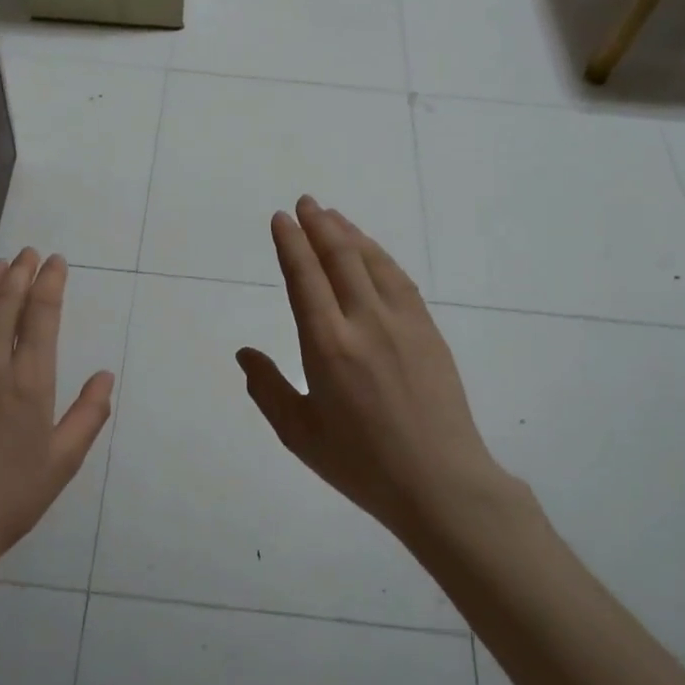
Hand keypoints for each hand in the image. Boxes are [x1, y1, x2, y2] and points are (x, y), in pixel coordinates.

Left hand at [0, 250, 114, 576]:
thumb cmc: (9, 497)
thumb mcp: (63, 461)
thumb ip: (88, 414)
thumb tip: (105, 375)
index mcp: (28, 381)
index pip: (41, 314)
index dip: (50, 282)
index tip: (56, 262)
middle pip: (4, 302)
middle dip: (20, 271)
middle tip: (29, 253)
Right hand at [237, 197, 520, 541]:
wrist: (439, 482)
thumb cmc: (361, 464)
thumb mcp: (300, 433)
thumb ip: (267, 388)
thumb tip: (244, 352)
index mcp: (327, 346)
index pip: (305, 278)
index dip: (291, 243)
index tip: (282, 218)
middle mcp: (364, 322)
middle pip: (340, 258)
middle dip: (319, 225)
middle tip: (305, 202)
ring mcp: (402, 322)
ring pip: (372, 262)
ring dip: (350, 234)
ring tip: (333, 216)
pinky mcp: (427, 331)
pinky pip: (399, 279)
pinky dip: (380, 256)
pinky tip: (371, 251)